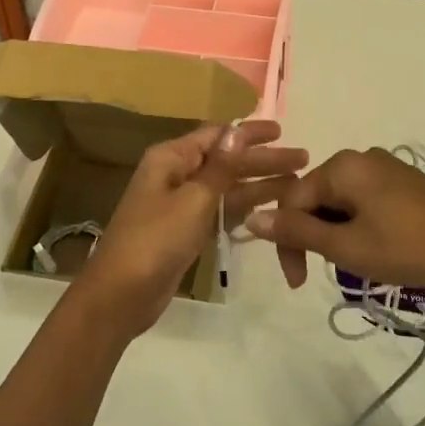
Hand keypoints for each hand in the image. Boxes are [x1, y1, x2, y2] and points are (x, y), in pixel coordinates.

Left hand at [78, 121, 307, 338]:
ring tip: (297, 183)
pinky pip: (220, 209)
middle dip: (263, 160)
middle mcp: (176, 174)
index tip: (282, 131)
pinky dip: (244, 206)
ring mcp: (181, 203)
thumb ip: (220, 167)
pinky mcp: (186, 230)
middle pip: (226, 160)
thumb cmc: (155, 240)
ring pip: (227, 186)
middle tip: (303, 159)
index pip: (217, 135)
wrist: (121, 295)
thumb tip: (237, 130)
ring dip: (259, 183)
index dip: (249, 133)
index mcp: (171, 158)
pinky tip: (271, 207)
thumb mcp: (193, 200)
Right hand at [245, 148, 424, 296]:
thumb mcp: (346, 246)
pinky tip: (376, 249)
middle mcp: (361, 158)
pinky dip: (358, 226)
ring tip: (354, 265)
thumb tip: (252, 218)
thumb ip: (297, 232)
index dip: (287, 241)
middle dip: (313, 237)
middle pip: (316, 197)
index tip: (298, 282)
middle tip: (323, 274)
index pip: (292, 200)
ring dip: (336, 234)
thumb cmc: (408, 246)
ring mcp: (387, 168)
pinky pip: (365, 201)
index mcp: (341, 166)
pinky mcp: (407, 183)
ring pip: (341, 202)